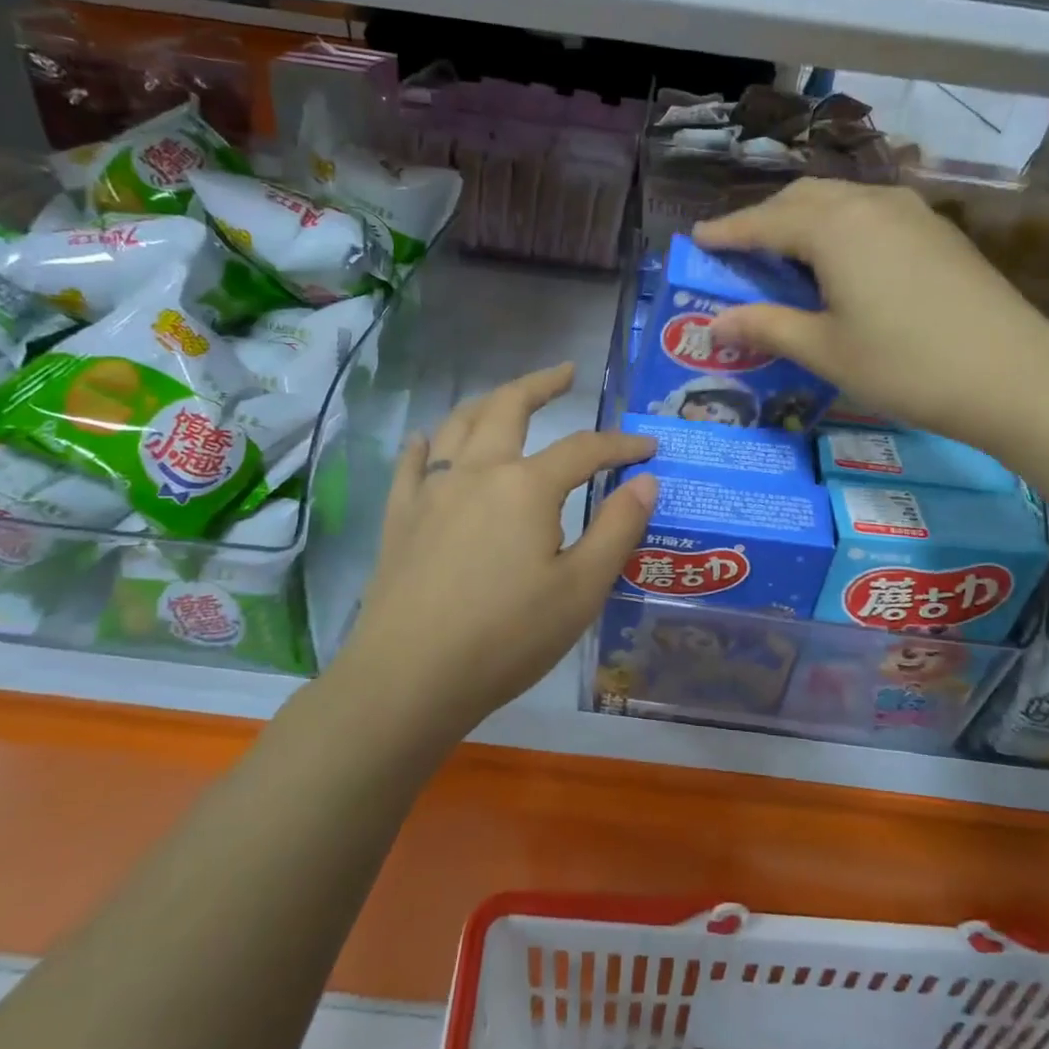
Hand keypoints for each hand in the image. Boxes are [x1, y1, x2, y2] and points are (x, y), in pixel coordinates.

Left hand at [343, 363, 657, 733]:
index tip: (648, 448)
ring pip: (458, 424)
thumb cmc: (507, 636)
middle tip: (565, 373)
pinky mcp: (400, 516)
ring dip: (488, 402)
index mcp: (527, 486)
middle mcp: (477, 471)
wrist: (410, 676)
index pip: (585, 449)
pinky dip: (425, 443)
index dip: (621, 445)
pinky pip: (411, 463)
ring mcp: (431, 490)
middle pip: (509, 407)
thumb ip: (618, 529)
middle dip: (541, 384)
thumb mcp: (581, 589)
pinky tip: (427, 439)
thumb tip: (646, 481)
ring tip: (506, 398)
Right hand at [693, 178, 1048, 451]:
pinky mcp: (936, 230)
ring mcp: (910, 212)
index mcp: (834, 228)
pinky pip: (870, 213)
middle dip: (763, 218)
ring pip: (840, 199)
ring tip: (782, 251)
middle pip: (802, 197)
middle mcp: (870, 204)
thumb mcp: (825, 351)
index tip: (696, 239)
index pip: (765, 222)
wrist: (1011, 374)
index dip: (727, 232)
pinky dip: (838, 226)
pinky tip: (839, 259)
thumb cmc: (905, 365)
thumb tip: (714, 324)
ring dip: (803, 218)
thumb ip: (766, 327)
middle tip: (736, 248)